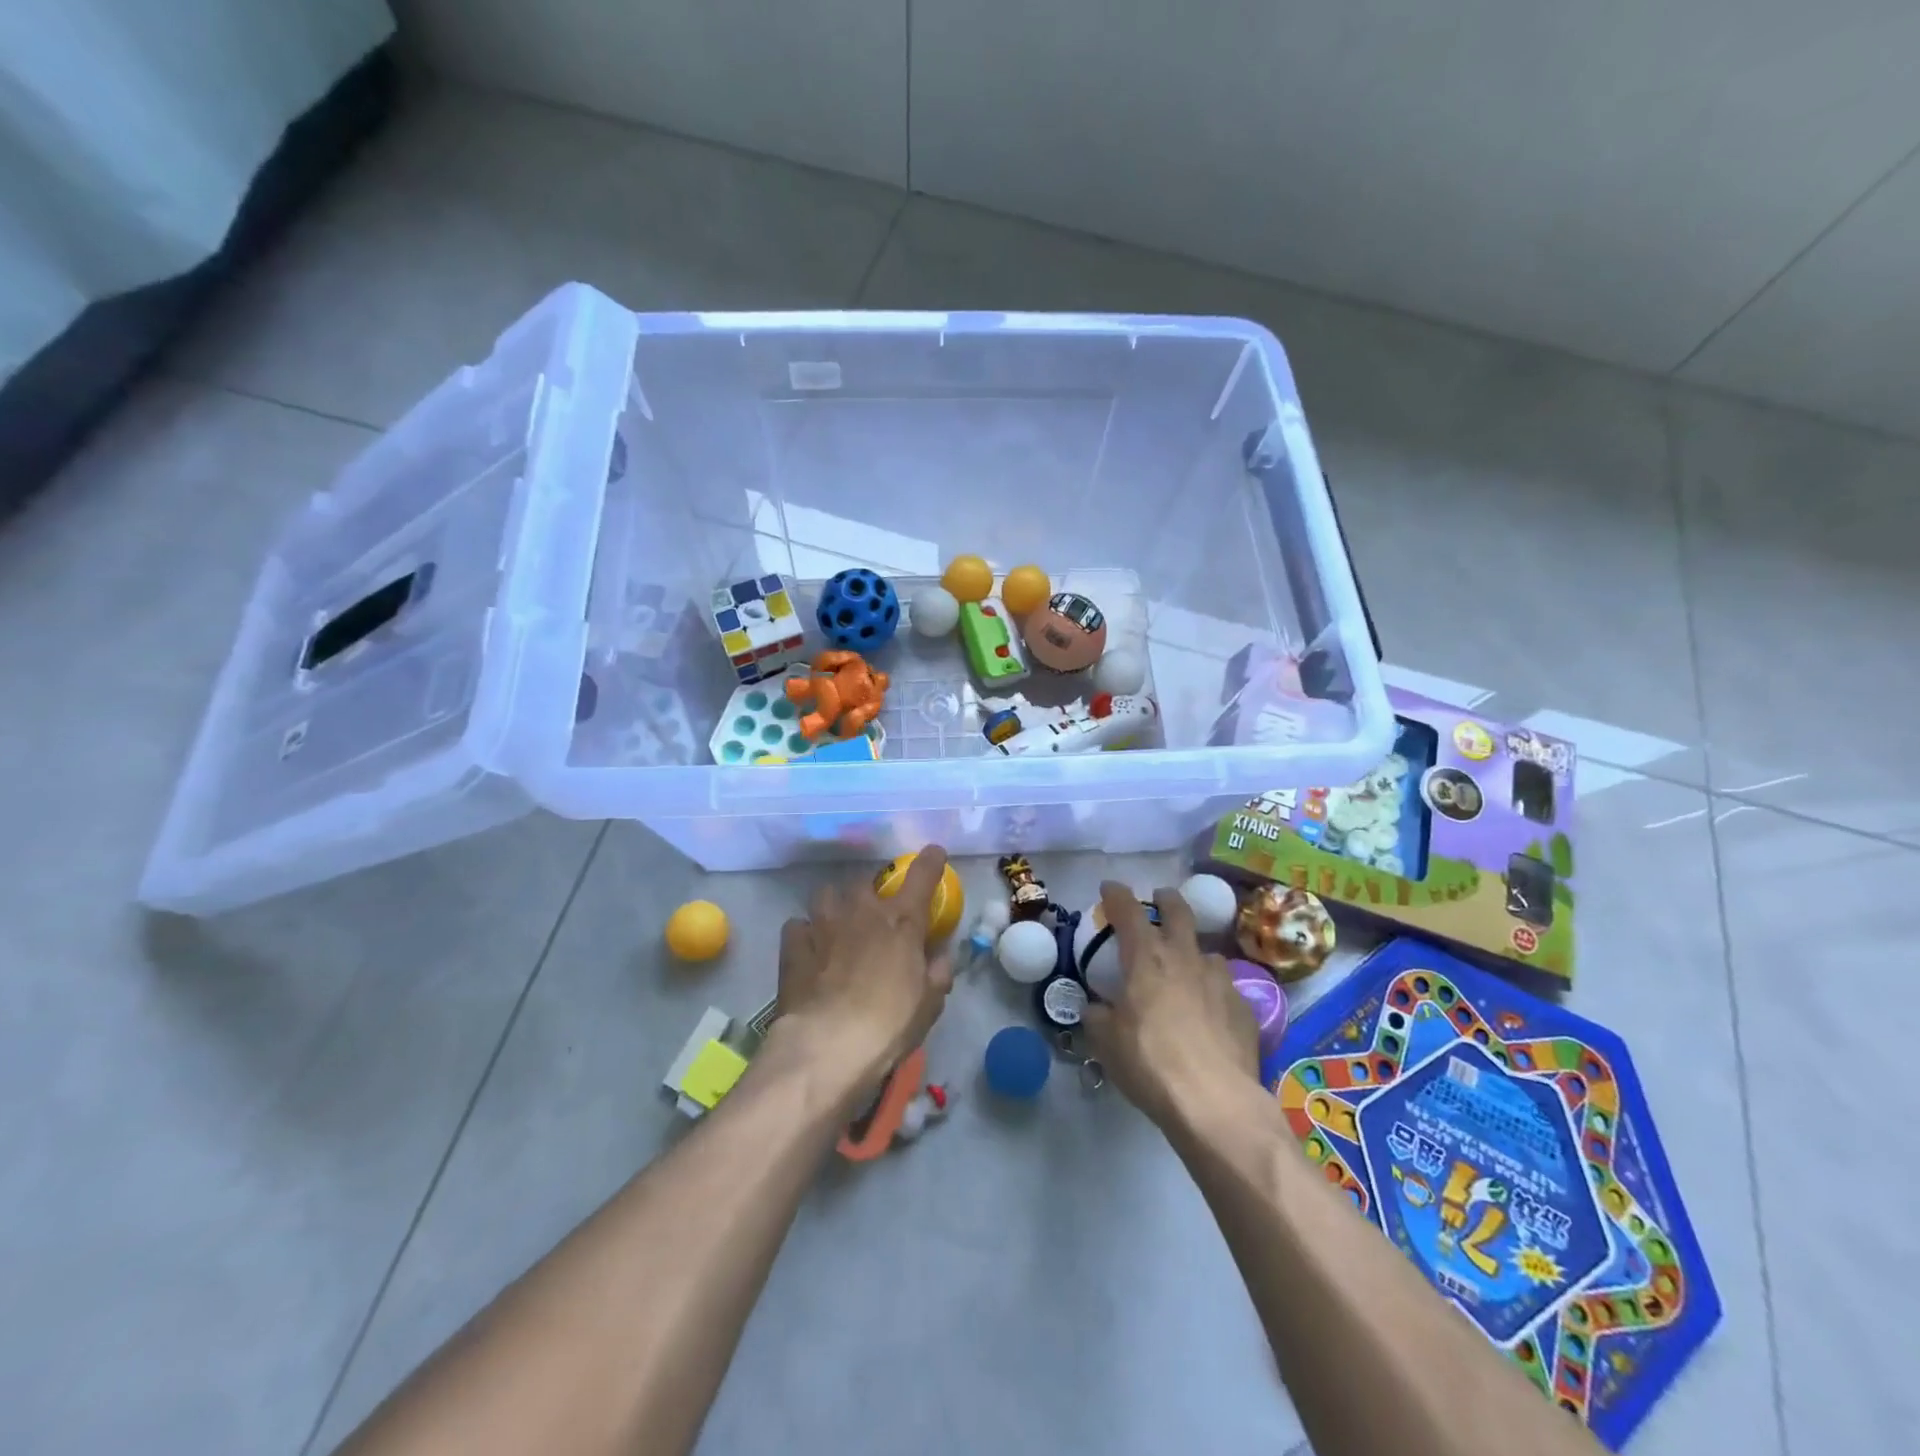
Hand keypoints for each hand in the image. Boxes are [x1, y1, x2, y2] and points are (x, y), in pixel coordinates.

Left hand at [769, 848, 955, 1099]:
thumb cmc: (888, 1025)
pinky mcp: (793, 944)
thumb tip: (939, 956)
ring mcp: (823, 923)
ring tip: (838, 926)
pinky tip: (809, 950)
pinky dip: (805, 934)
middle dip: (872, 894)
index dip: (930, 861)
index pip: (922, 876)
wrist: (827, 1045)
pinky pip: (798, 925)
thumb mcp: (929, 1004)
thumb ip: (937, 973)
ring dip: (836, 906)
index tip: (934, 853)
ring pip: (828, 894)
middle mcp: (862, 911)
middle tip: (875, 917)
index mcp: (901, 921)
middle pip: (867, 882)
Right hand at [1082, 881, 1261, 1128]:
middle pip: (1179, 911)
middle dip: (1166, 900)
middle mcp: (1185, 958)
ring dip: (1193, 951)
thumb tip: (1097, 1009)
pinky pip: (1225, 988)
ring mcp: (1220, 981)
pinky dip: (1212, 991)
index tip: (1109, 889)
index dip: (1116, 895)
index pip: (1128, 910)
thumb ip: (1098, 1017)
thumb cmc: (1150, 1063)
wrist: (1215, 1102)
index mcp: (1146, 958)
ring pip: (1206, 951)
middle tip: (1159, 899)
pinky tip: (1209, 1013)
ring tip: (1186, 968)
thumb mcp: (1106, 1042)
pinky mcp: (1245, 1008)